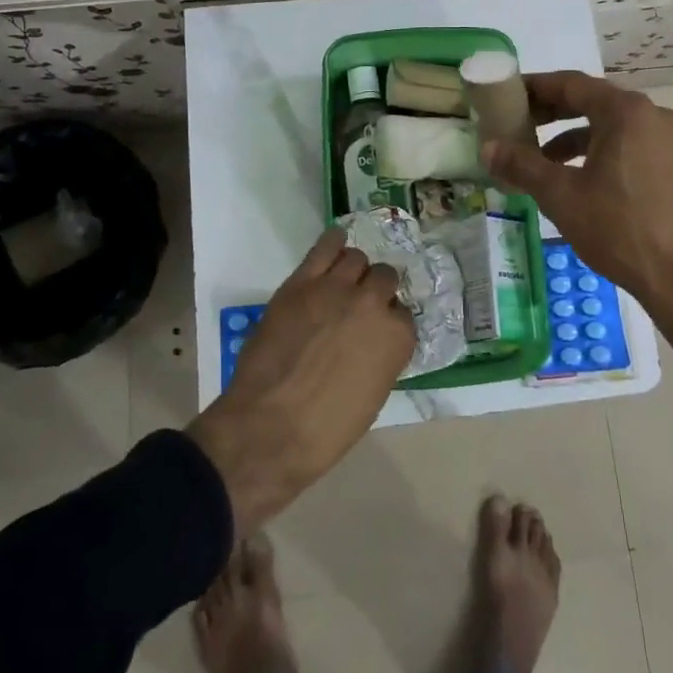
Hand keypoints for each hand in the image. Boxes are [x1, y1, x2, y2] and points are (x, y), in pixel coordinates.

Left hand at [187, 230, 413, 536]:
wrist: (269, 428)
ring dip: (353, 271)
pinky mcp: (302, 282)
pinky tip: (334, 245)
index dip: (387, 322)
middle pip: (384, 278)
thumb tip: (372, 341)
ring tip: (341, 284)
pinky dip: (333, 242)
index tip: (374, 332)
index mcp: (397, 338)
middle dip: (375, 291)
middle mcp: (374, 304)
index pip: (403, 314)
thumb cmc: (325, 430)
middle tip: (356, 308)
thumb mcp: (372, 396)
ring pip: (357, 258)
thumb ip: (380, 357)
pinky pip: (326, 246)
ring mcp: (337, 288)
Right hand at [481, 70, 672, 393]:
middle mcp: (650, 115)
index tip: (506, 94)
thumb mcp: (560, 194)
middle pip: (590, 100)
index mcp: (625, 111)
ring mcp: (665, 140)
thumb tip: (487, 147)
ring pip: (607, 125)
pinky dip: (594, 151)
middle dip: (550, 112)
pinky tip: (571, 178)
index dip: (534, 88)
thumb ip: (521, 164)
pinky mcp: (670, 165)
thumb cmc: (618, 227)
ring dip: (569, 135)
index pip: (570, 84)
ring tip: (537, 157)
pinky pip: (624, 144)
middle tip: (515, 122)